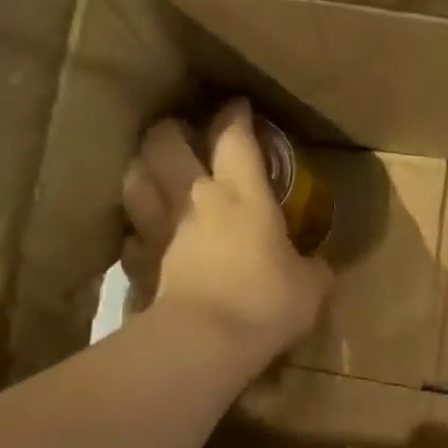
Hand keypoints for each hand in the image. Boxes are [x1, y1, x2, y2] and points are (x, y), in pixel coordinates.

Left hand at [121, 100, 329, 360]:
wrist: (204, 342)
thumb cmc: (266, 302)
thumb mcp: (310, 287)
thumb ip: (313, 268)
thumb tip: (318, 266)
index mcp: (242, 194)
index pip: (235, 138)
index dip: (236, 116)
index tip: (238, 106)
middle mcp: (194, 199)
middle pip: (166, 143)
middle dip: (172, 130)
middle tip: (183, 133)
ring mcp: (158, 230)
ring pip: (135, 180)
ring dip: (143, 170)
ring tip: (154, 174)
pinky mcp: (137, 264)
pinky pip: (130, 236)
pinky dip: (135, 231)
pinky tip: (143, 238)